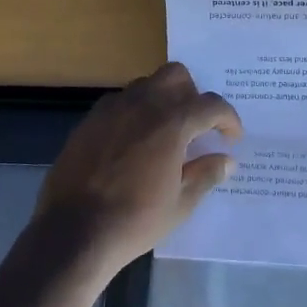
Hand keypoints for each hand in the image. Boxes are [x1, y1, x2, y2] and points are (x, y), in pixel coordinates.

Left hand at [33, 62, 242, 277]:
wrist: (74, 232)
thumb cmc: (135, 221)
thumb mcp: (180, 204)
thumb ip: (206, 174)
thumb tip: (227, 160)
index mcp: (171, 123)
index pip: (210, 105)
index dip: (228, 119)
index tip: (232, 138)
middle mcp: (142, 105)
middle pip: (176, 75)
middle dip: (193, 94)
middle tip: (196, 126)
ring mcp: (111, 110)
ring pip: (145, 85)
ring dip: (162, 99)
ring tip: (165, 133)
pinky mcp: (88, 121)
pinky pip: (119, 102)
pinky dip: (135, 112)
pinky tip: (134, 142)